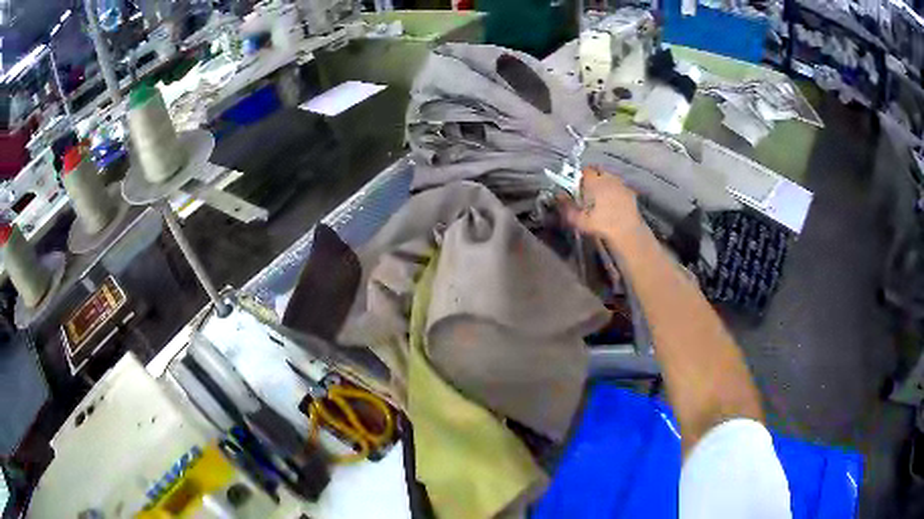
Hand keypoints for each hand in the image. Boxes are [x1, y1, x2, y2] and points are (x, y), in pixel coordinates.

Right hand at [559, 167, 644, 243]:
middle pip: (600, 170)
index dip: (581, 176)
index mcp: (594, 182)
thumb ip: (567, 206)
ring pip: (611, 177)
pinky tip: (616, 202)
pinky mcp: (631, 193)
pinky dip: (617, 191)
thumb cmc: (601, 224)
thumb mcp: (579, 219)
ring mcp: (621, 185)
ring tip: (603, 196)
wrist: (627, 232)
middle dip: (595, 175)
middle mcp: (608, 178)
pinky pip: (621, 187)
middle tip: (590, 188)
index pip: (586, 170)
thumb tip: (558, 195)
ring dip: (606, 182)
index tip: (578, 185)